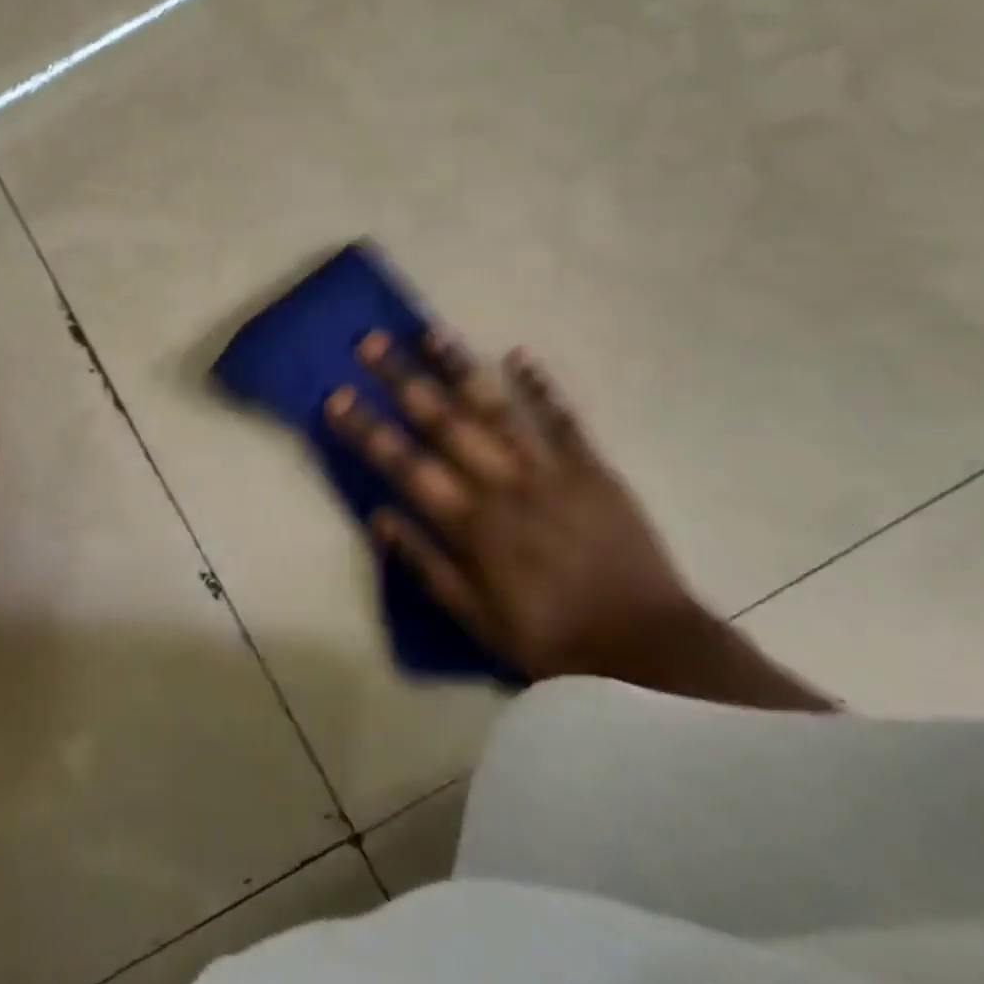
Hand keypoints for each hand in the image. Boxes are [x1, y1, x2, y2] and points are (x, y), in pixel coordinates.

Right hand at [326, 330, 702, 682]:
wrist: (646, 650)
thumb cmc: (550, 639)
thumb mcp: (476, 617)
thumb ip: (425, 564)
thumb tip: (378, 518)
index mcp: (470, 523)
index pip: (404, 465)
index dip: (367, 429)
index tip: (337, 396)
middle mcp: (502, 485)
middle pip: (443, 422)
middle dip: (402, 379)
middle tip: (372, 342)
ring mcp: (549, 471)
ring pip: (496, 409)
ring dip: (460, 368)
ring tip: (432, 333)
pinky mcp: (593, 470)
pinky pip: (563, 420)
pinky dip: (540, 387)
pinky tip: (519, 354)